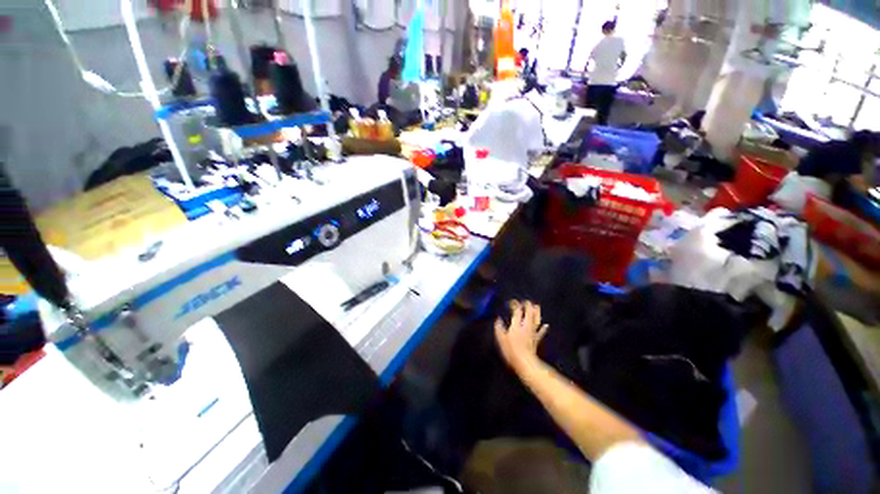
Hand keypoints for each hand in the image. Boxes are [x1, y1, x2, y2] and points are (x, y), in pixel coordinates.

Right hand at [495, 300, 548, 372]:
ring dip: (537, 313)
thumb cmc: (511, 350)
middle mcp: (526, 326)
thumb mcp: (501, 338)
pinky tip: (546, 325)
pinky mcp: (536, 340)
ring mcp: (532, 332)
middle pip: (529, 313)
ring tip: (537, 306)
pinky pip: (541, 332)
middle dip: (528, 306)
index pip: (517, 311)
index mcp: (517, 324)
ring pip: (536, 320)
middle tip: (526, 301)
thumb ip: (499, 327)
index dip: (515, 305)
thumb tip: (498, 319)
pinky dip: (543, 328)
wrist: (524, 362)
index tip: (513, 301)